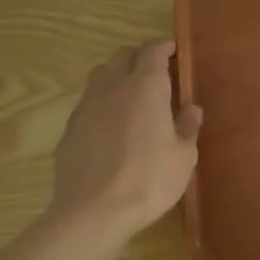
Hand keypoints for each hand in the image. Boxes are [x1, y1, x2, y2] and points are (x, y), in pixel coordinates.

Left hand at [50, 41, 202, 242]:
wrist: (93, 212)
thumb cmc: (148, 180)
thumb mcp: (184, 157)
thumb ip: (188, 127)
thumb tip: (191, 109)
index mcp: (146, 86)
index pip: (152, 51)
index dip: (163, 47)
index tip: (173, 51)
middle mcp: (113, 87)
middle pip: (123, 55)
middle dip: (139, 57)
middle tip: (155, 73)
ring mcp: (87, 106)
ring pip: (100, 74)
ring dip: (116, 75)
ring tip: (130, 94)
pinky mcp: (69, 129)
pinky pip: (87, 103)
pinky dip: (101, 103)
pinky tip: (109, 126)